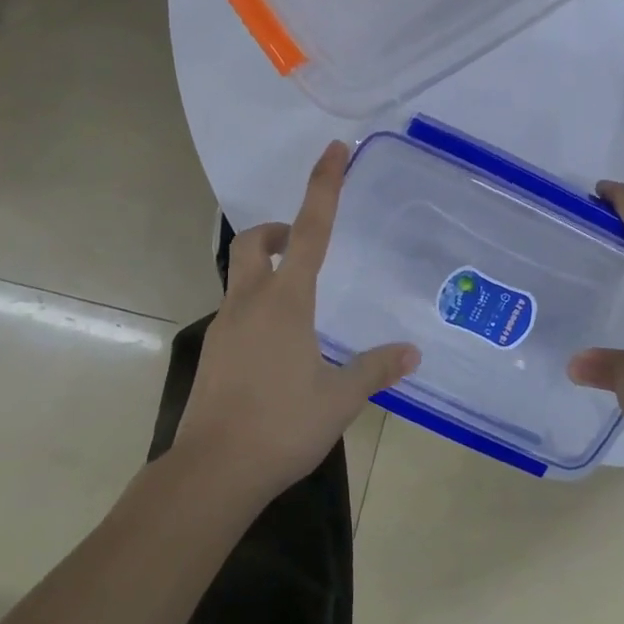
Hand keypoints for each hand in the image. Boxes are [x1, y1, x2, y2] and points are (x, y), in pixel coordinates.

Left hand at [171, 141, 417, 500]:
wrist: (212, 473)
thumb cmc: (281, 426)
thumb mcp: (339, 398)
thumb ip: (375, 369)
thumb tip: (412, 353)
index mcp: (286, 301)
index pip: (311, 230)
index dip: (323, 186)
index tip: (333, 150)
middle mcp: (250, 302)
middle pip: (254, 243)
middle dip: (277, 232)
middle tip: (304, 247)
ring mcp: (225, 326)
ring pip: (240, 276)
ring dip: (267, 270)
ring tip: (302, 307)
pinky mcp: (214, 352)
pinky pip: (236, 311)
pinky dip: (258, 307)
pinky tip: (280, 348)